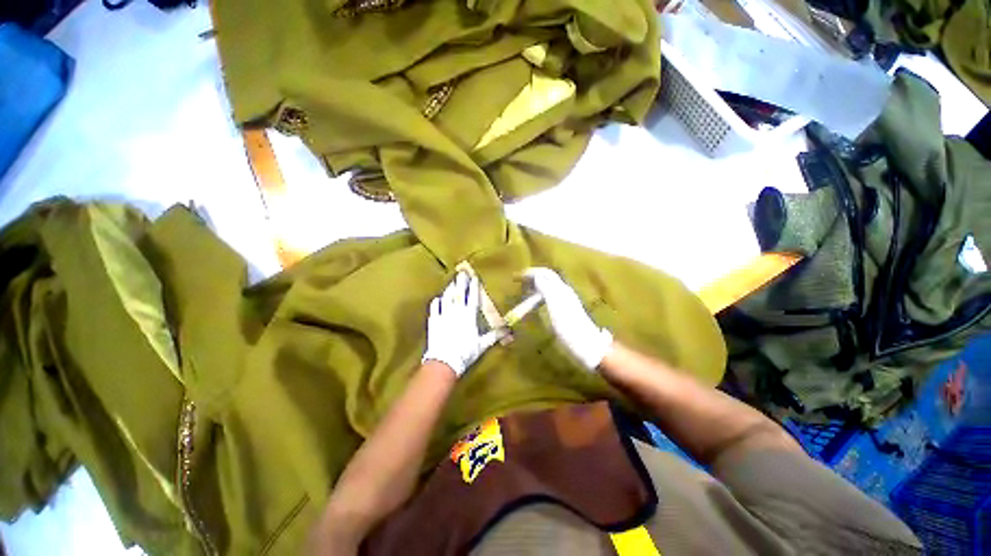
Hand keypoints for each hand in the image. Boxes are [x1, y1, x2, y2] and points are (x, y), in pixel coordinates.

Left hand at [422, 271, 499, 376]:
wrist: (444, 361)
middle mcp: (456, 312)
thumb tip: (508, 330)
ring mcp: (444, 315)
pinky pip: (435, 307)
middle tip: (462, 272)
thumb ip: (494, 335)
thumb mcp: (482, 345)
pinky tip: (438, 298)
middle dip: (461, 282)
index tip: (475, 277)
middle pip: (459, 293)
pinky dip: (437, 301)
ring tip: (452, 281)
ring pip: (447, 297)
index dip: (474, 287)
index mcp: (469, 316)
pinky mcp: (434, 321)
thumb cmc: (465, 353)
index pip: (472, 297)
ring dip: (450, 288)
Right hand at [524, 267, 612, 369]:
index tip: (519, 276)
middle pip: (548, 279)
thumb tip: (537, 276)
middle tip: (520, 283)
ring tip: (525, 292)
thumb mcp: (556, 307)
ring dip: (536, 286)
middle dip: (534, 277)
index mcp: (562, 289)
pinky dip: (540, 295)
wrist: (587, 345)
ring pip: (549, 287)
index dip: (533, 272)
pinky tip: (536, 303)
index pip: (547, 273)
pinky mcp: (566, 310)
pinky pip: (550, 297)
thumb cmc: (569, 327)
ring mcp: (566, 301)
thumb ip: (547, 290)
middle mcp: (565, 292)